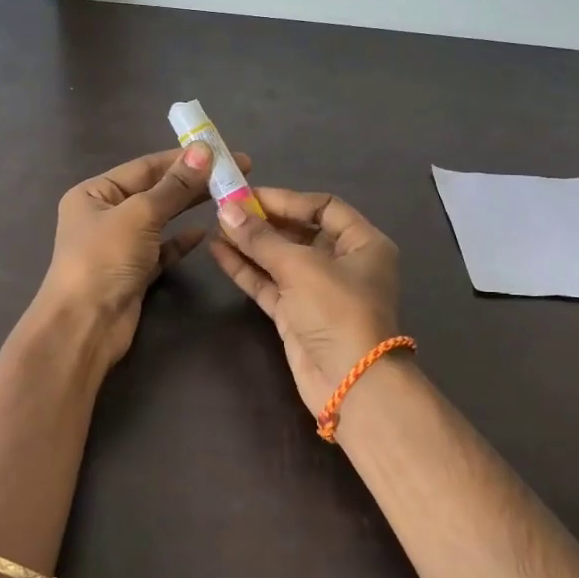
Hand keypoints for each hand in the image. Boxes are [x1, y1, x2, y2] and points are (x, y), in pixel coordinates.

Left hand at [39, 144, 248, 365]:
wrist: (85, 325)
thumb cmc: (104, 259)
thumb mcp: (140, 214)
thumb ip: (174, 186)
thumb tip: (203, 151)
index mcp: (94, 193)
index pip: (145, 167)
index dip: (183, 158)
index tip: (221, 151)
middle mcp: (104, 215)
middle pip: (154, 191)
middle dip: (192, 181)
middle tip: (235, 172)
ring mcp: (119, 245)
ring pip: (161, 219)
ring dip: (189, 208)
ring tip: (227, 197)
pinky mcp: (134, 273)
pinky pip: (162, 249)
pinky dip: (182, 241)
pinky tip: (205, 232)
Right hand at [208, 189, 401, 415]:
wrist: (350, 383)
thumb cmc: (337, 311)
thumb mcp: (300, 266)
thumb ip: (261, 238)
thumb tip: (225, 209)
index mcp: (362, 243)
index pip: (324, 207)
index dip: (286, 199)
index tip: (248, 194)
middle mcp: (342, 263)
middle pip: (300, 231)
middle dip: (263, 221)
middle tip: (226, 208)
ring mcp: (318, 290)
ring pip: (279, 258)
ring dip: (250, 243)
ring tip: (216, 226)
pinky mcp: (296, 314)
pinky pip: (268, 283)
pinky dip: (246, 268)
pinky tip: (218, 252)